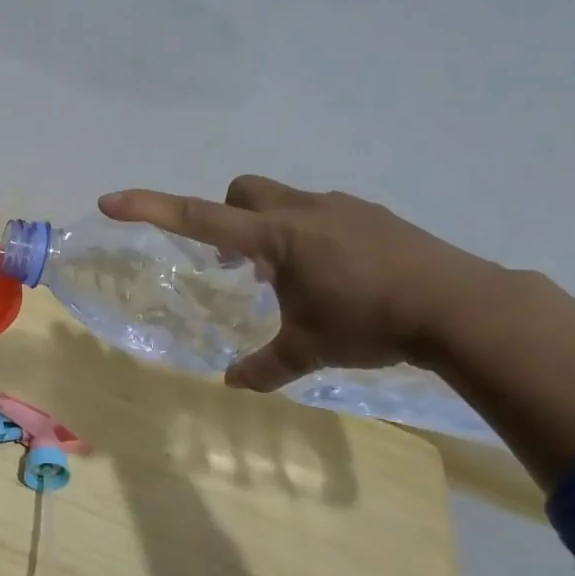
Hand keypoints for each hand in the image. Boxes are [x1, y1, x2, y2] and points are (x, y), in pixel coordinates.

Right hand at [99, 177, 507, 391]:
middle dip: (226, 216)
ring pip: (283, 200)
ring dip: (269, 229)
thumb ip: (267, 366)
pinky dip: (309, 235)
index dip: (151, 207)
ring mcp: (342, 207)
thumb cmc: (371, 323)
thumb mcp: (311, 350)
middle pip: (242, 190)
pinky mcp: (372, 215)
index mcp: (275, 238)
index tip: (112, 200)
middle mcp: (302, 210)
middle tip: (237, 264)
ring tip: (287, 278)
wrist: (462, 306)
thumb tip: (233, 385)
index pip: (198, 216)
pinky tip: (333, 275)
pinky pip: (321, 213)